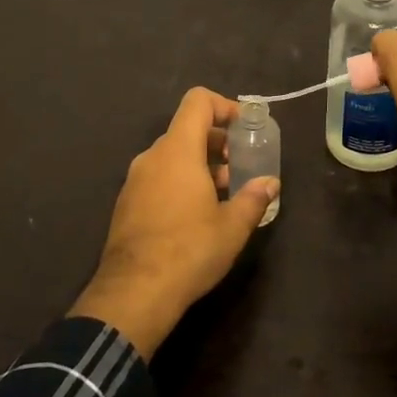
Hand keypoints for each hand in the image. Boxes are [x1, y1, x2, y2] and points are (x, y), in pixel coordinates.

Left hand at [70, 87, 280, 356]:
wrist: (133, 294)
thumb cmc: (189, 251)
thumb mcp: (232, 227)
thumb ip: (254, 198)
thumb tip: (270, 184)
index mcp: (178, 150)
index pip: (198, 101)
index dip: (223, 106)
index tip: (243, 128)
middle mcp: (153, 156)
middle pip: (186, 129)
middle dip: (216, 141)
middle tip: (238, 166)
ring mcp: (135, 180)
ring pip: (171, 155)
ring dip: (198, 164)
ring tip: (222, 193)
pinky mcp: (126, 203)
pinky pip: (157, 176)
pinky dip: (179, 181)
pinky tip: (195, 214)